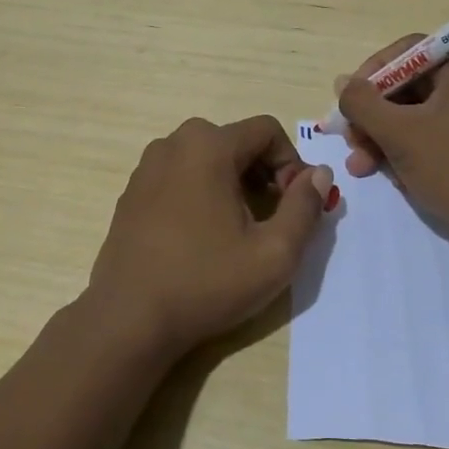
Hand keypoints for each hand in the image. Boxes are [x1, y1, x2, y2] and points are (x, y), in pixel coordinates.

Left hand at [86, 116, 335, 355]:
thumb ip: (305, 207)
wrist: (129, 318)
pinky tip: (200, 236)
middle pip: (235, 140)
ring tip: (237, 228)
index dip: (291, 162)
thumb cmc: (206, 283)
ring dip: (231, 181)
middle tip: (270, 217)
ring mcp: (146, 167)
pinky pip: (178, 175)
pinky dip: (200, 191)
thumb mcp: (274, 254)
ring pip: (205, 157)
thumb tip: (319, 174)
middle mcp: (173, 144)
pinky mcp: (131, 192)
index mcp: (208, 146)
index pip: (267, 130)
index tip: (293, 205)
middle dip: (262, 171)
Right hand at [336, 39, 448, 255]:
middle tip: (350, 141)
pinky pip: (439, 131)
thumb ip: (362, 103)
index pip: (408, 53)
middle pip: (412, 85)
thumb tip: (342, 83)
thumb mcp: (398, 133)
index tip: (346, 104)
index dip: (370, 76)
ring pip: (422, 113)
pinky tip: (390, 172)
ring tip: (361, 166)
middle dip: (375, 116)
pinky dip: (412, 147)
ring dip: (387, 137)